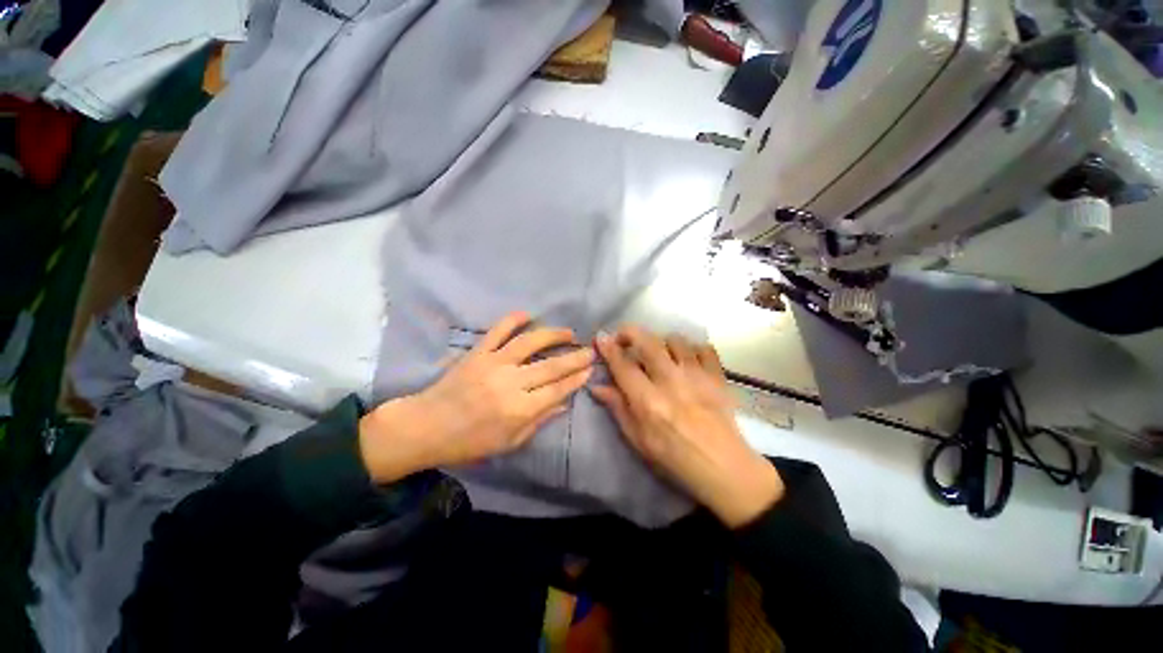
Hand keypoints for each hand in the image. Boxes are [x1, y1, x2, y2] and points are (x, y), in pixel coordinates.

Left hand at [359, 312, 593, 482]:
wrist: (427, 427)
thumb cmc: (470, 442)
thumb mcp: (509, 441)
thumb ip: (539, 420)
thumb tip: (565, 402)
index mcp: (519, 410)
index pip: (557, 389)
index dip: (576, 378)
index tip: (590, 368)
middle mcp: (510, 383)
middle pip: (551, 366)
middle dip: (575, 357)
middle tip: (591, 350)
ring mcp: (493, 364)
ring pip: (529, 343)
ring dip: (553, 335)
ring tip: (569, 333)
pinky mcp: (477, 353)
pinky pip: (497, 331)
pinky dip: (512, 319)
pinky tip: (528, 314)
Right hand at [592, 327, 783, 527]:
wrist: (722, 467)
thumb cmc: (674, 457)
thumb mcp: (638, 439)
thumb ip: (618, 408)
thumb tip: (597, 387)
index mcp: (648, 401)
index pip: (623, 365)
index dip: (609, 348)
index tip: (601, 337)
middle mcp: (671, 382)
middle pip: (648, 342)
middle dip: (630, 332)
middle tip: (624, 337)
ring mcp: (697, 376)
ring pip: (675, 340)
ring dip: (661, 342)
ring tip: (659, 353)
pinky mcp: (717, 376)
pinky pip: (703, 348)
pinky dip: (692, 349)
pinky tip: (686, 360)